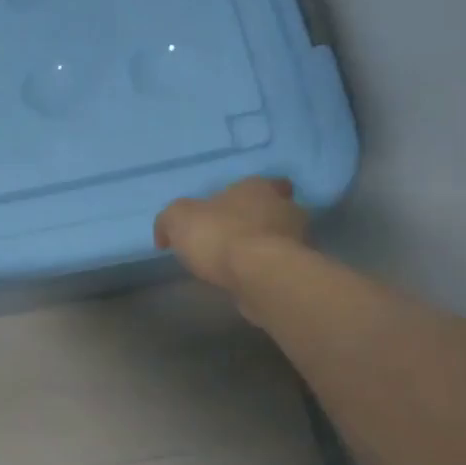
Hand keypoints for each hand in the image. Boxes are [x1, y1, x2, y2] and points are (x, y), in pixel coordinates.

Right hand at [154, 177, 307, 293]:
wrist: (261, 276)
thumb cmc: (220, 236)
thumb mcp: (178, 219)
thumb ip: (169, 221)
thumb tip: (166, 234)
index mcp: (258, 187)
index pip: (264, 183)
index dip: (248, 196)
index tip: (229, 211)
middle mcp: (285, 207)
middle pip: (274, 210)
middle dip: (256, 221)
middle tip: (230, 238)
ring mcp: (298, 240)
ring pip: (280, 239)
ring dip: (263, 248)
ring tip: (237, 264)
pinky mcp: (299, 270)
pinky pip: (280, 266)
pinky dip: (266, 271)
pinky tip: (247, 281)